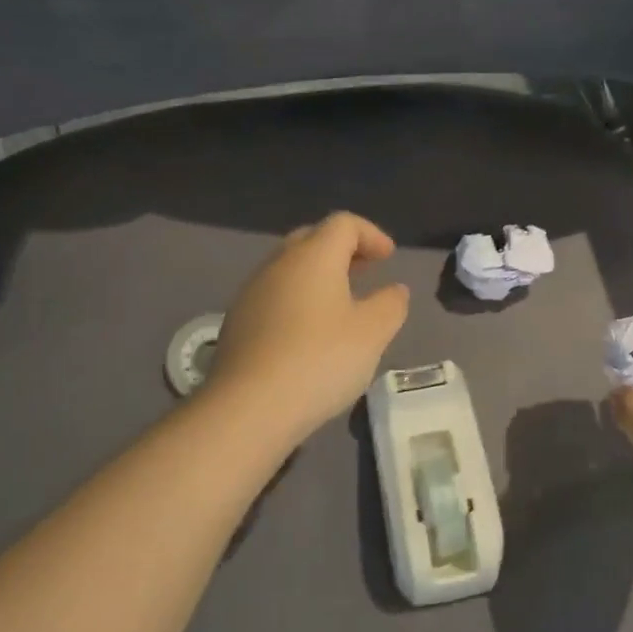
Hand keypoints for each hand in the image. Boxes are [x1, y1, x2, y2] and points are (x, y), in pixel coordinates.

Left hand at [206, 212, 410, 446]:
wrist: (248, 407)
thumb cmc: (319, 360)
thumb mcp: (372, 333)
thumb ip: (390, 305)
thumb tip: (395, 290)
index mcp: (313, 256)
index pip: (343, 224)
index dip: (371, 234)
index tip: (388, 258)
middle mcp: (278, 264)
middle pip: (312, 239)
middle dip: (342, 250)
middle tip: (366, 272)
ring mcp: (252, 293)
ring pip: (290, 268)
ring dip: (318, 276)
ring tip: (341, 304)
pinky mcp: (237, 323)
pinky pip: (274, 296)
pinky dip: (298, 300)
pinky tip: (309, 333)